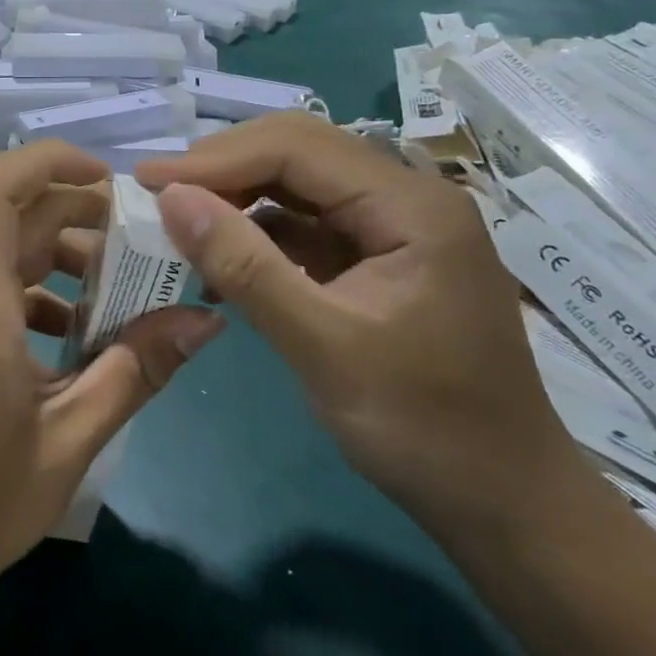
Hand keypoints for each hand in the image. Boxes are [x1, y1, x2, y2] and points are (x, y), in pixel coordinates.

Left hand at [0, 142, 224, 618]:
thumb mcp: (70, 441)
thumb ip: (136, 371)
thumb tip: (204, 320)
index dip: (48, 160)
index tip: (110, 179)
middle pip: (17, 215)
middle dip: (83, 216)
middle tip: (146, 248)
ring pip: (8, 250)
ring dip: (66, 258)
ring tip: (125, 298)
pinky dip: (42, 292)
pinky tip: (80, 339)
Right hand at [134, 113, 579, 537]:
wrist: (507, 507)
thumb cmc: (426, 429)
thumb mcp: (324, 348)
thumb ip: (245, 267)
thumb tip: (170, 198)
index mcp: (411, 206)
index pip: (296, 148)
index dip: (215, 159)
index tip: (148, 181)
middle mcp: (406, 196)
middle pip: (297, 150)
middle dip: (223, 167)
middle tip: (159, 195)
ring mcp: (394, 224)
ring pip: (297, 180)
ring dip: (236, 194)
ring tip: (179, 221)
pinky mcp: (378, 253)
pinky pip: (305, 219)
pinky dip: (257, 229)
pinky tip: (221, 254)